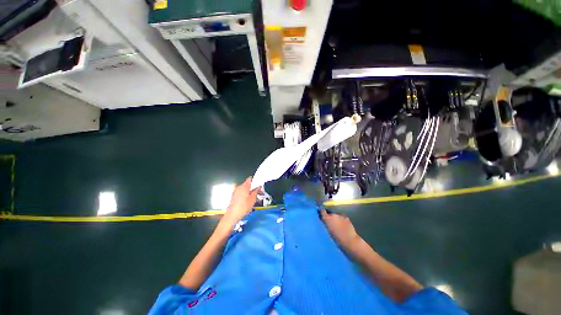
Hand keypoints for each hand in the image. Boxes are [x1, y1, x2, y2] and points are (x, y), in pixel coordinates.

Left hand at [221, 177, 258, 226]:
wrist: (232, 215)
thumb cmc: (244, 207)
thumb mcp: (253, 199)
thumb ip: (256, 191)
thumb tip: (258, 186)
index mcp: (244, 186)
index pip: (250, 179)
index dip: (256, 180)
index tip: (260, 183)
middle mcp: (239, 187)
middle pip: (248, 184)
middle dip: (254, 187)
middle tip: (260, 192)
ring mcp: (236, 191)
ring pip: (245, 189)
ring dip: (250, 191)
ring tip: (255, 197)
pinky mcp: (234, 196)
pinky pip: (241, 193)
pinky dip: (246, 194)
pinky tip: (249, 200)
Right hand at [321, 209, 360, 247]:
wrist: (349, 241)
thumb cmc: (337, 239)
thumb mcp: (328, 232)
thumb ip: (326, 224)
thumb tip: (323, 220)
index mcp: (326, 218)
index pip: (322, 211)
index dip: (322, 212)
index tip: (321, 214)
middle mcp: (332, 215)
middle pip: (329, 213)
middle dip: (330, 217)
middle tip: (331, 223)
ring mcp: (340, 215)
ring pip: (336, 215)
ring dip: (336, 218)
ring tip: (338, 225)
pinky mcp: (346, 217)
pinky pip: (342, 218)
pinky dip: (342, 220)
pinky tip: (343, 226)